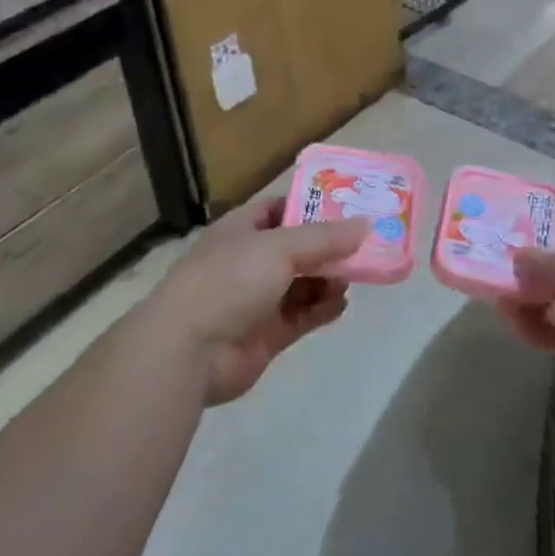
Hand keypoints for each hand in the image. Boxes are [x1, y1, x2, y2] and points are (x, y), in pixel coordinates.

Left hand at [147, 196, 369, 405]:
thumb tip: (365, 225)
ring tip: (352, 277)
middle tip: (364, 245)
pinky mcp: (267, 335)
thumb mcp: (280, 247)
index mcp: (241, 230)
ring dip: (328, 279)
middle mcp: (248, 262)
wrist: (188, 351)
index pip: (278, 208)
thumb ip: (324, 237)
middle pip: (296, 248)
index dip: (310, 204)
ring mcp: (257, 300)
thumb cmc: (229, 281)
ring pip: (302, 283)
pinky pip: (302, 316)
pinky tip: (340, 304)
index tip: (347, 205)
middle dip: (328, 247)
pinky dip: (322, 309)